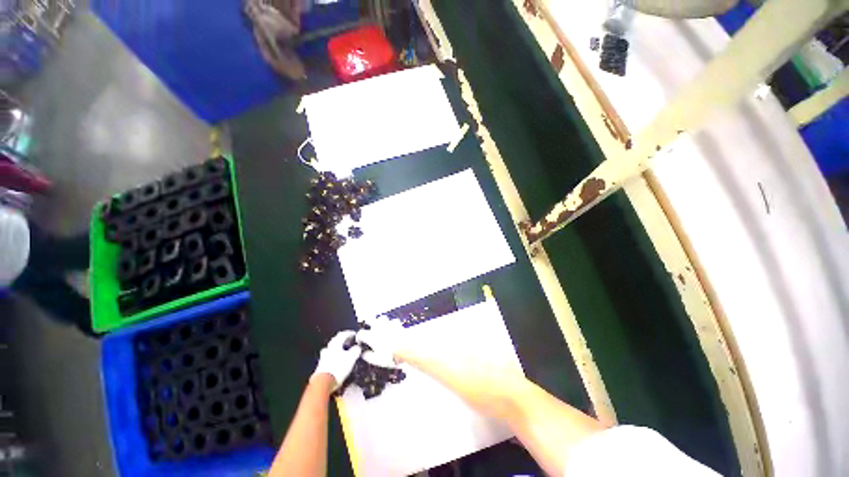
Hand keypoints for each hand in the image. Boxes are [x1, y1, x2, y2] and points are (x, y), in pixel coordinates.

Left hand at [312, 331, 361, 389]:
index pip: (342, 334)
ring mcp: (323, 357)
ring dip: (338, 348)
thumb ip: (356, 351)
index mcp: (336, 344)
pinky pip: (329, 357)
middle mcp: (328, 348)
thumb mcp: (351, 358)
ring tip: (343, 351)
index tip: (354, 334)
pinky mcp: (321, 366)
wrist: (323, 383)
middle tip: (349, 341)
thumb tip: (358, 347)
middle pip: (335, 340)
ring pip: (332, 349)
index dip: (349, 333)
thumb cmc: (338, 368)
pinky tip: (337, 360)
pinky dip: (334, 356)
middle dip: (342, 340)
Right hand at [355, 315, 405, 365]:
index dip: (359, 337)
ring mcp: (388, 324)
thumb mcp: (377, 360)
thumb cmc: (391, 355)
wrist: (405, 348)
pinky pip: (392, 321)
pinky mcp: (397, 323)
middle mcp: (378, 328)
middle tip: (368, 327)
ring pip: (381, 318)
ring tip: (380, 326)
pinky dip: (391, 324)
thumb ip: (368, 356)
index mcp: (371, 336)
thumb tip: (364, 354)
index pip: (361, 333)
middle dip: (367, 323)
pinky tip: (392, 328)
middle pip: (369, 319)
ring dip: (380, 321)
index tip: (360, 341)